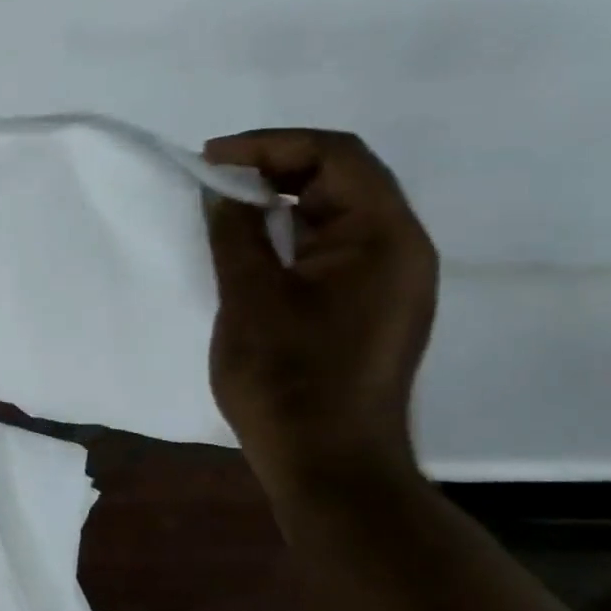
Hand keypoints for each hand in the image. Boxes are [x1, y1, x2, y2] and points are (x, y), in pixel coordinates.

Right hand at [202, 129, 437, 494]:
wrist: (329, 465)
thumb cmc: (289, 379)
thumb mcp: (250, 297)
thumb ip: (236, 234)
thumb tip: (224, 192)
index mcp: (383, 238)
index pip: (336, 156)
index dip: (271, 144)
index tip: (212, 158)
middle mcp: (398, 250)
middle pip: (342, 179)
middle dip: (275, 168)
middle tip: (215, 180)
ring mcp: (387, 282)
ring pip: (335, 215)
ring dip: (281, 202)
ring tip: (225, 209)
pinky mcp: (367, 307)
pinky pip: (331, 249)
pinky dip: (290, 236)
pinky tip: (251, 249)